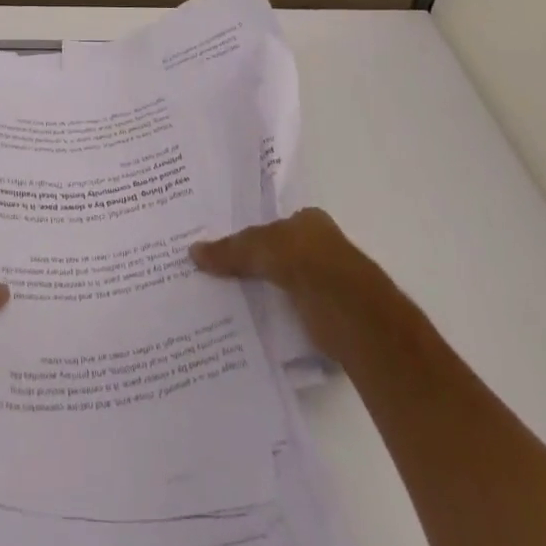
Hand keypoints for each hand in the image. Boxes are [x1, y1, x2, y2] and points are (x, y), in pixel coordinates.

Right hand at [190, 208, 383, 357]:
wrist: (353, 315)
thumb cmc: (309, 263)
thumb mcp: (260, 247)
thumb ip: (230, 250)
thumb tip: (192, 251)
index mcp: (309, 221)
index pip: (272, 222)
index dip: (246, 232)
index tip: (218, 245)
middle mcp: (319, 248)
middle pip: (275, 253)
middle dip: (250, 263)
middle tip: (210, 271)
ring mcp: (325, 284)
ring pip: (281, 285)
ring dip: (259, 293)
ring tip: (218, 299)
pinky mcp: (326, 318)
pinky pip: (288, 313)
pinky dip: (271, 318)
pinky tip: (245, 325)